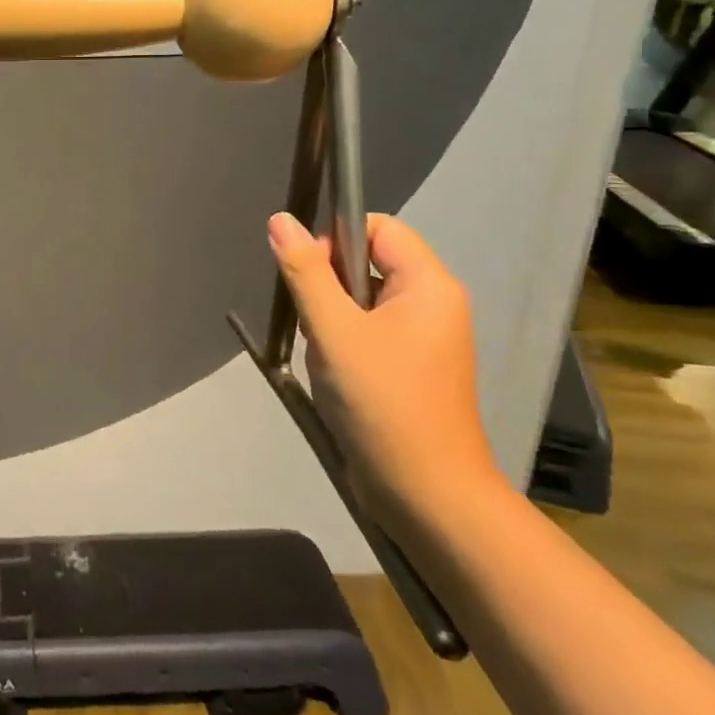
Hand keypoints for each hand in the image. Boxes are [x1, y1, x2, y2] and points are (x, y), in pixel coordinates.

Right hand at [266, 212, 498, 530]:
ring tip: (328, 360)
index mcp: (429, 284)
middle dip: (330, 289)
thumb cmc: (383, 402)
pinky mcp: (412, 369)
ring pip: (363, 302)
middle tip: (318, 328)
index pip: (377, 227)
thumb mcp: (333, 331)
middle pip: (368, 263)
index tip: (311, 277)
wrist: (427, 495)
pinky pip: (370, 334)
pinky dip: (344, 346)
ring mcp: (426, 340)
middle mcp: (434, 304)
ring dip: (333, 322)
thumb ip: (305, 271)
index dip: (336, 240)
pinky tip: (336, 378)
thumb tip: (281, 219)